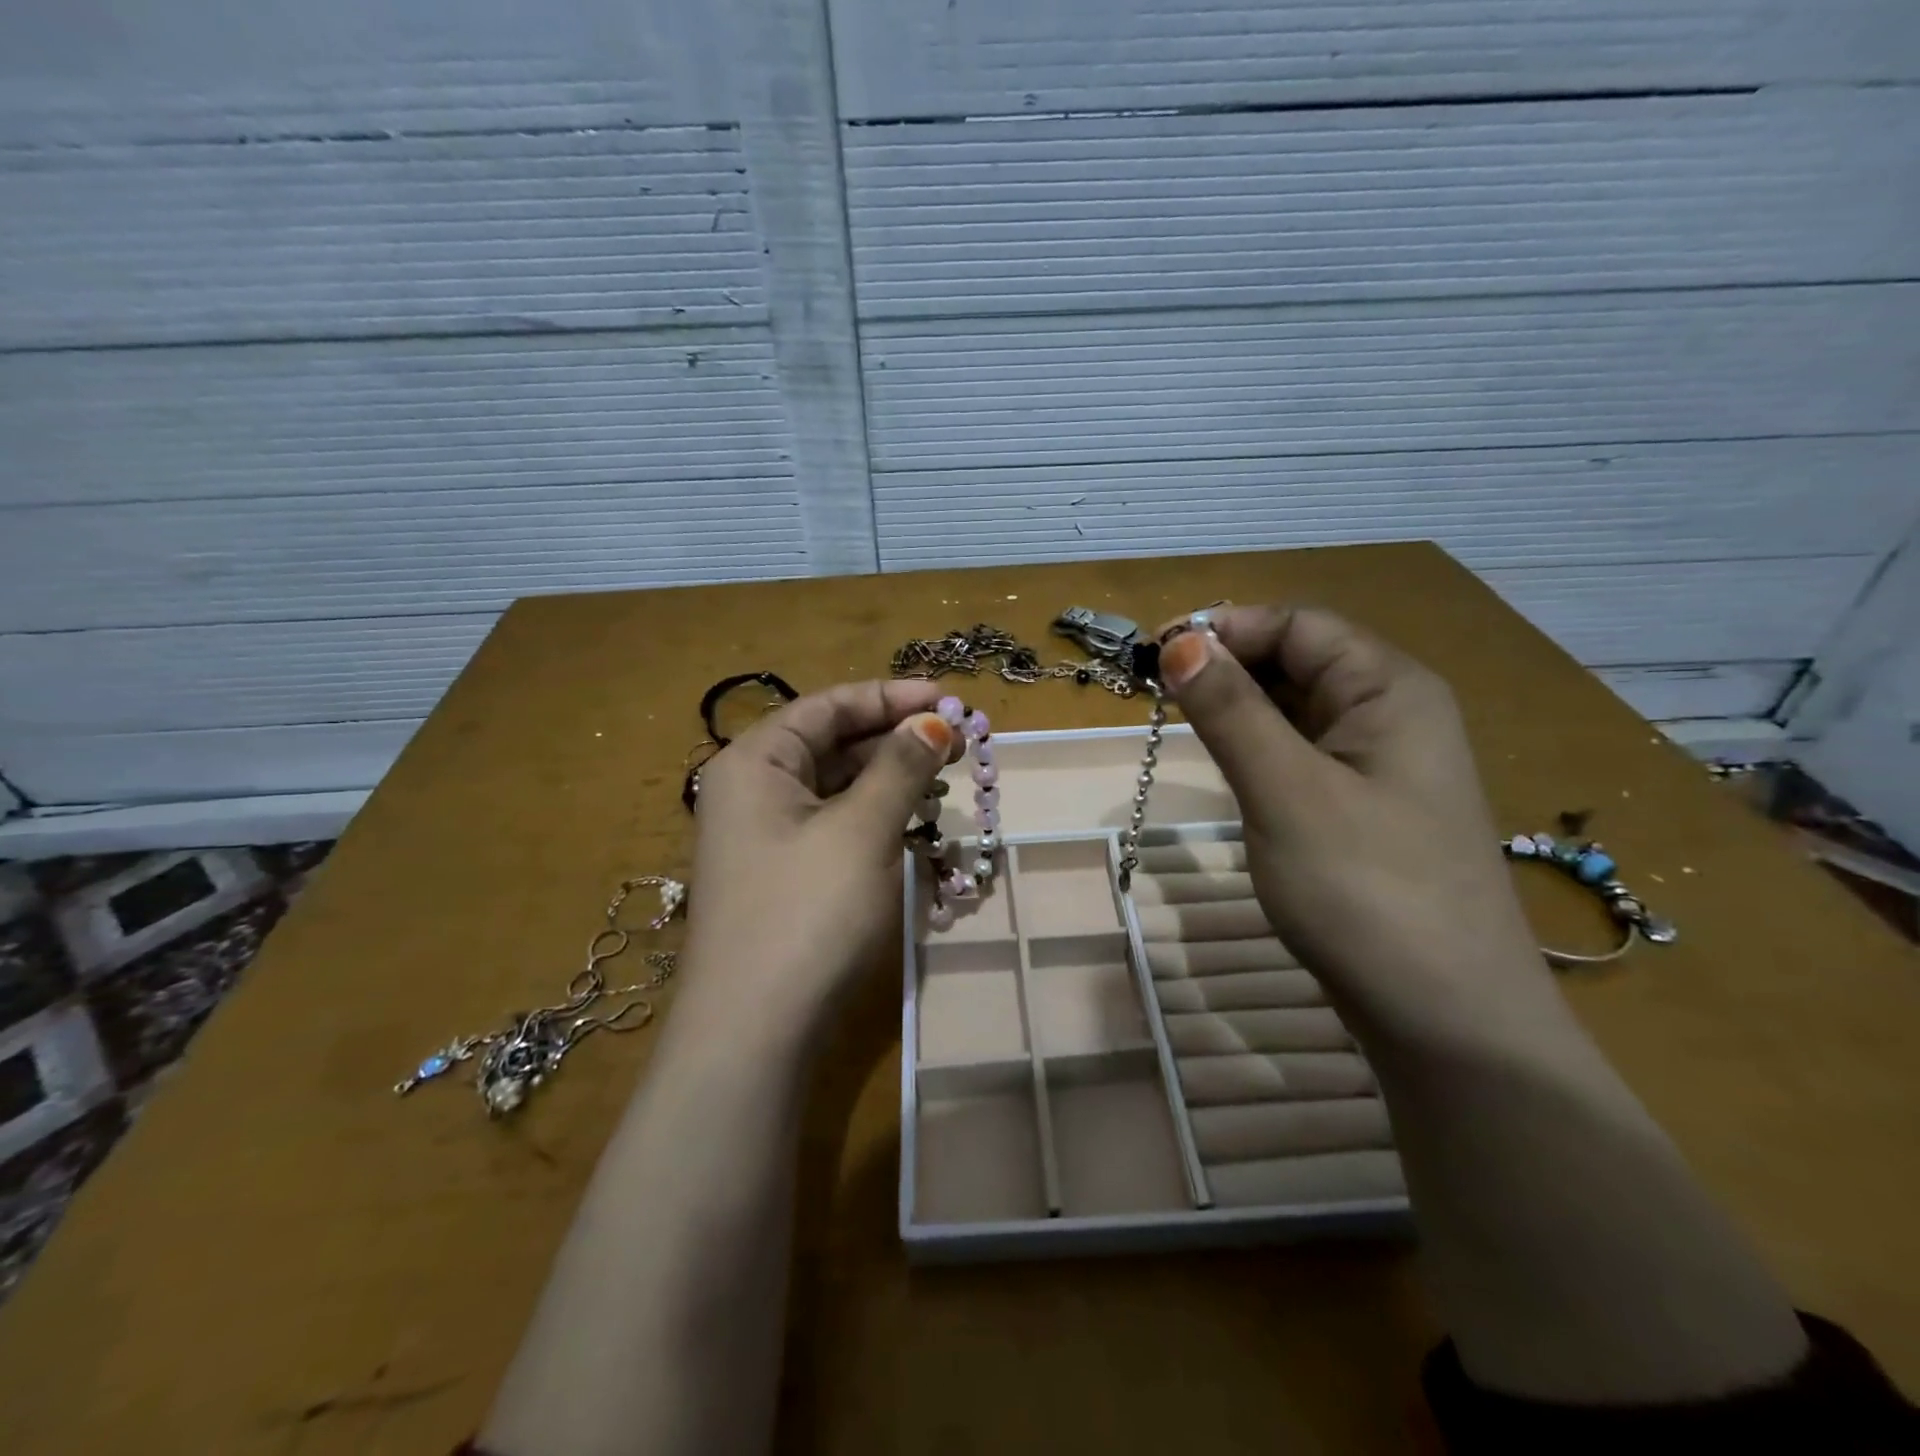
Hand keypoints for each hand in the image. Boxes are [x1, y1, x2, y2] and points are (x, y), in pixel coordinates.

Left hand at [677, 679, 952, 1048]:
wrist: (755, 1034)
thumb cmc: (807, 913)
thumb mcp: (862, 830)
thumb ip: (900, 767)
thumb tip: (934, 721)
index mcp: (756, 762)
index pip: (828, 706)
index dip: (890, 697)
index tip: (948, 699)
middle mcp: (753, 790)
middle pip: (832, 744)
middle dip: (895, 739)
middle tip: (957, 742)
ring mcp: (766, 836)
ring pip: (837, 787)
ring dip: (890, 780)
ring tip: (945, 778)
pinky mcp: (785, 875)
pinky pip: (835, 826)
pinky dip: (876, 818)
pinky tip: (915, 823)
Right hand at [1157, 605, 1563, 1054]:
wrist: (1446, 1018)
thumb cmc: (1367, 891)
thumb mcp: (1286, 791)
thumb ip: (1231, 711)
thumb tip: (1179, 642)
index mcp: (1390, 689)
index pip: (1299, 625)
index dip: (1226, 628)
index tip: (1156, 655)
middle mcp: (1392, 713)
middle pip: (1299, 660)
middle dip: (1228, 667)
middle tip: (1157, 693)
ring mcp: (1380, 765)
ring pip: (1296, 710)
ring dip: (1238, 708)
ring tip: (1181, 727)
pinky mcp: (1362, 808)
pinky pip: (1302, 754)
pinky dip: (1257, 749)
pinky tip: (1227, 768)